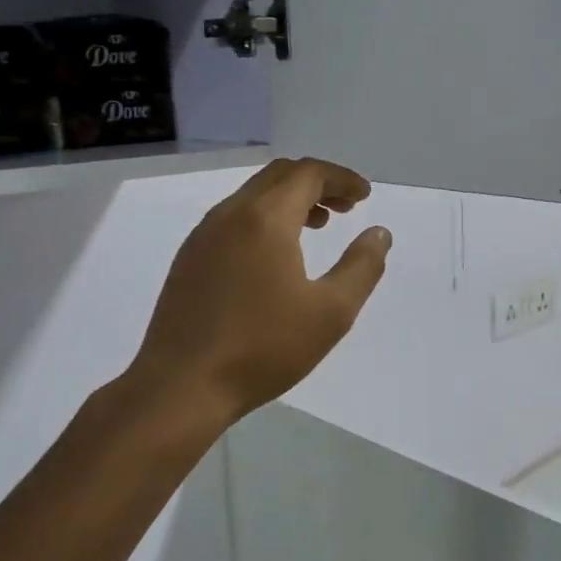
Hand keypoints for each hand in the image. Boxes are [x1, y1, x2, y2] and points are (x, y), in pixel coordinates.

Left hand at [129, 157, 392, 426]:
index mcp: (265, 219)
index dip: (341, 178)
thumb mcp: (331, 312)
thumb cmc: (263, 348)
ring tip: (317, 226)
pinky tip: (275, 255)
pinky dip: (264, 218)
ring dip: (289, 200)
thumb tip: (378, 233)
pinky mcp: (189, 259)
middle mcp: (230, 214)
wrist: (182, 386)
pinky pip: (233, 218)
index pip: (308, 173)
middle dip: (317, 183)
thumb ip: (362, 266)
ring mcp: (203, 236)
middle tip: (345, 208)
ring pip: (252, 196)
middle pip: (278, 176)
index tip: (364, 196)